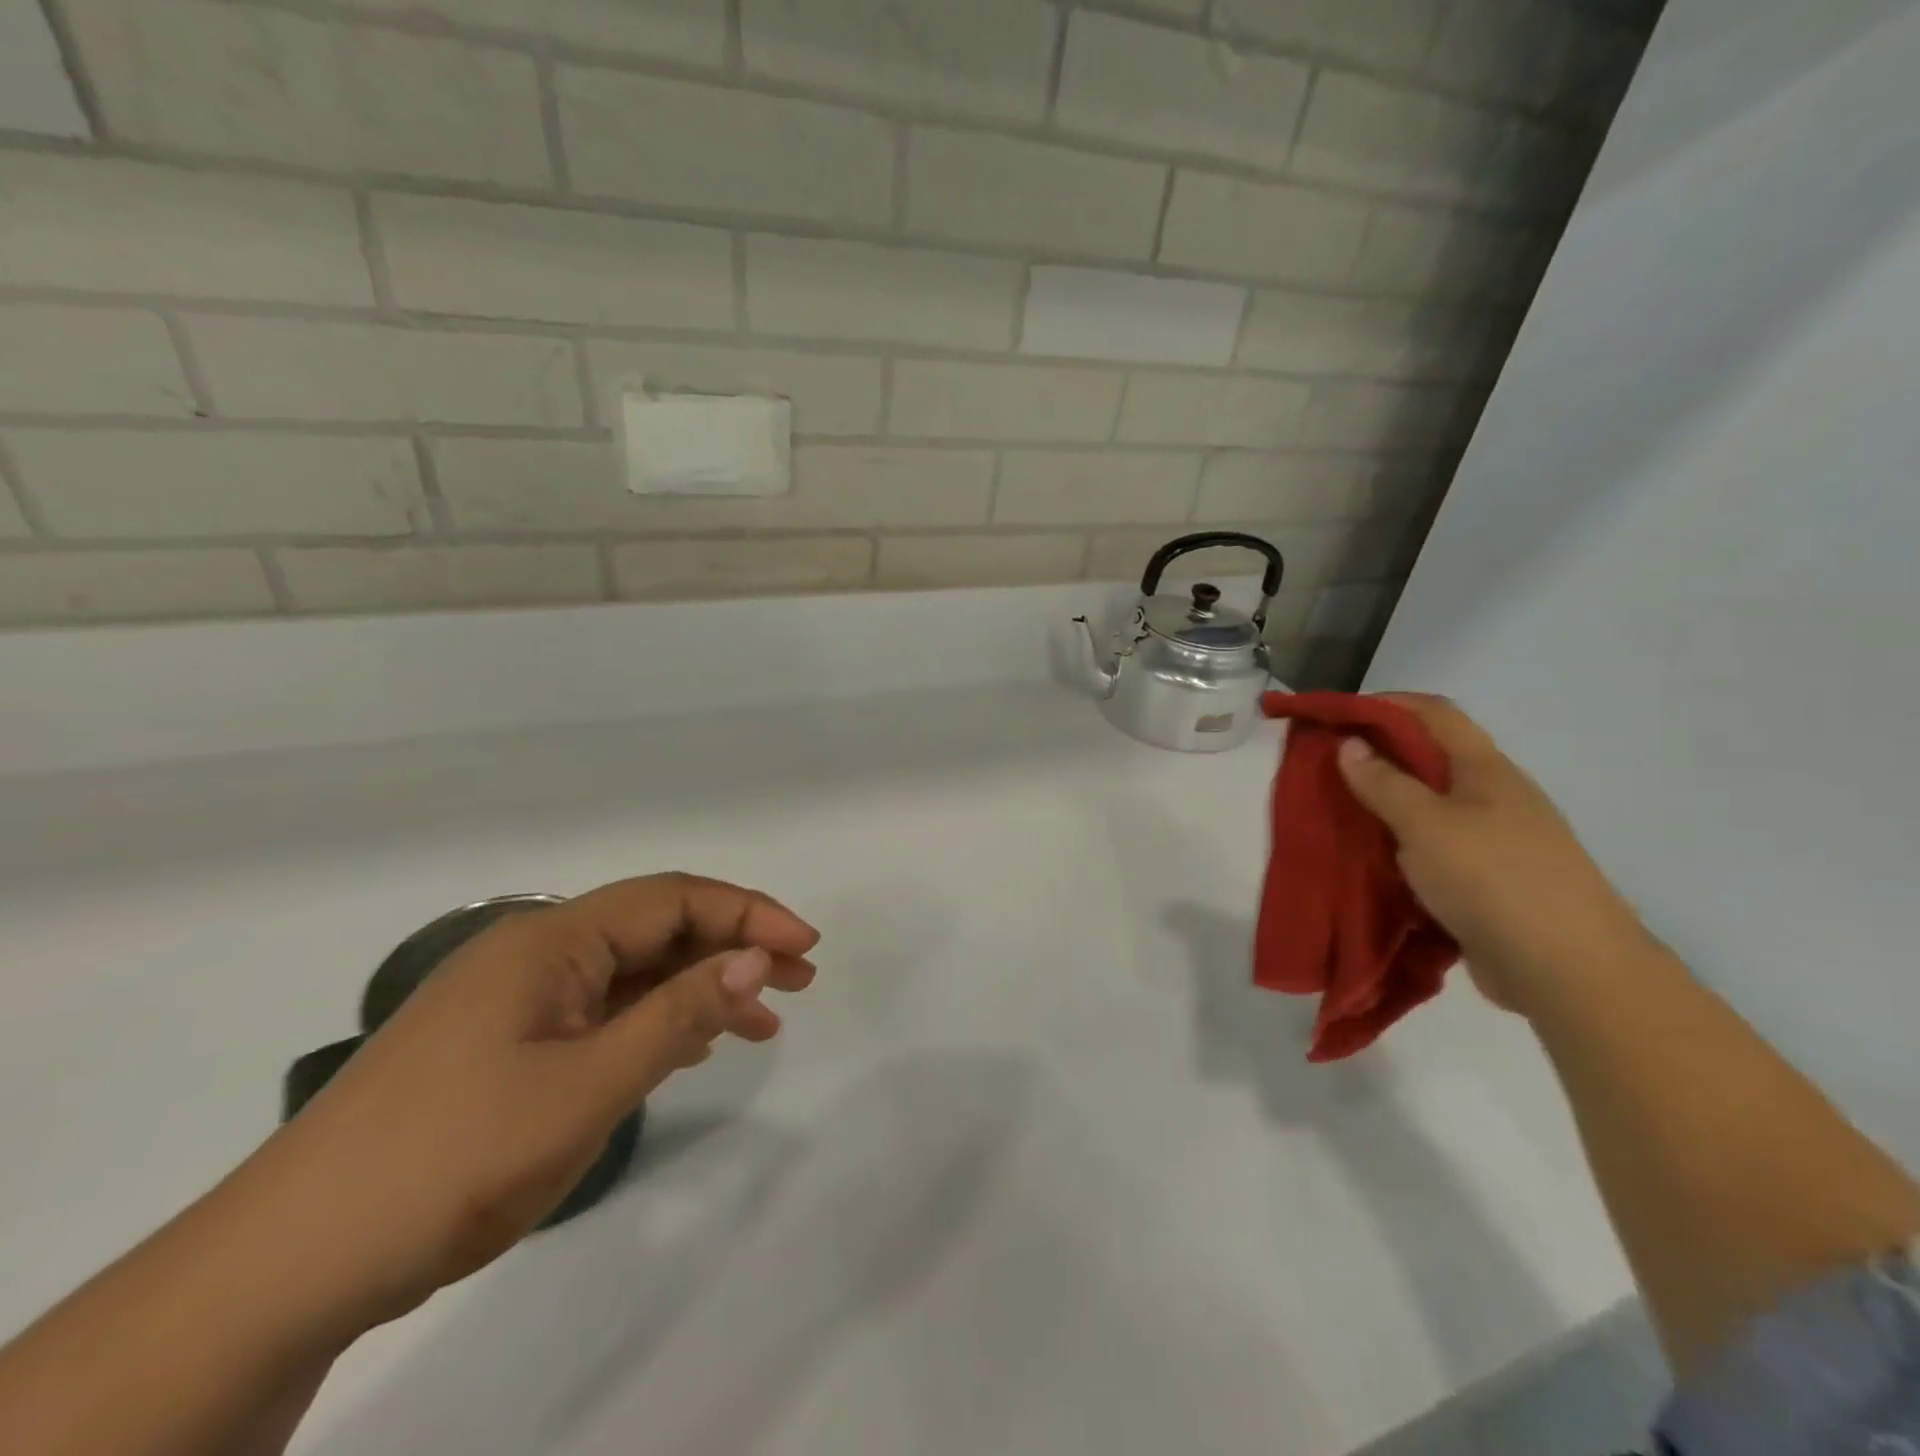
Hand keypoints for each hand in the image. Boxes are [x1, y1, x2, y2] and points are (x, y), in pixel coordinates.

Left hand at [255, 873, 818, 1327]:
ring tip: (763, 1021)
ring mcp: (520, 999)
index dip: (748, 913)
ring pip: (634, 973)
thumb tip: (754, 958)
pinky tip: (692, 1045)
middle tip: (799, 979)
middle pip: (657, 929)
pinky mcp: (509, 1043)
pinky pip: (604, 1011)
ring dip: (701, 987)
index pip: (672, 899)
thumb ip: (678, 1014)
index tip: (806, 946)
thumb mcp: (586, 1086)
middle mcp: (537, 951)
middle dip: (733, 947)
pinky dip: (658, 1021)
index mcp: (550, 939)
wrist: (290, 1266)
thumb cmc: (452, 1157)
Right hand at [1335, 694, 1645, 1013]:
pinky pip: (1433, 847)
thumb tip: (1350, 745)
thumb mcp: (1426, 824)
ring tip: (1339, 813)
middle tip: (1325, 768)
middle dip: (1377, 754)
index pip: (1434, 713)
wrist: (1568, 970)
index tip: (1335, 716)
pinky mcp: (1488, 880)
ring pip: (1429, 805)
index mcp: (1485, 770)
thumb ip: (1384, 783)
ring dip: (1385, 802)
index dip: (1385, 704)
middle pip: (1431, 757)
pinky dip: (1400, 843)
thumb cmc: (1493, 878)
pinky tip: (1373, 858)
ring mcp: (1495, 840)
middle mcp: (1493, 796)